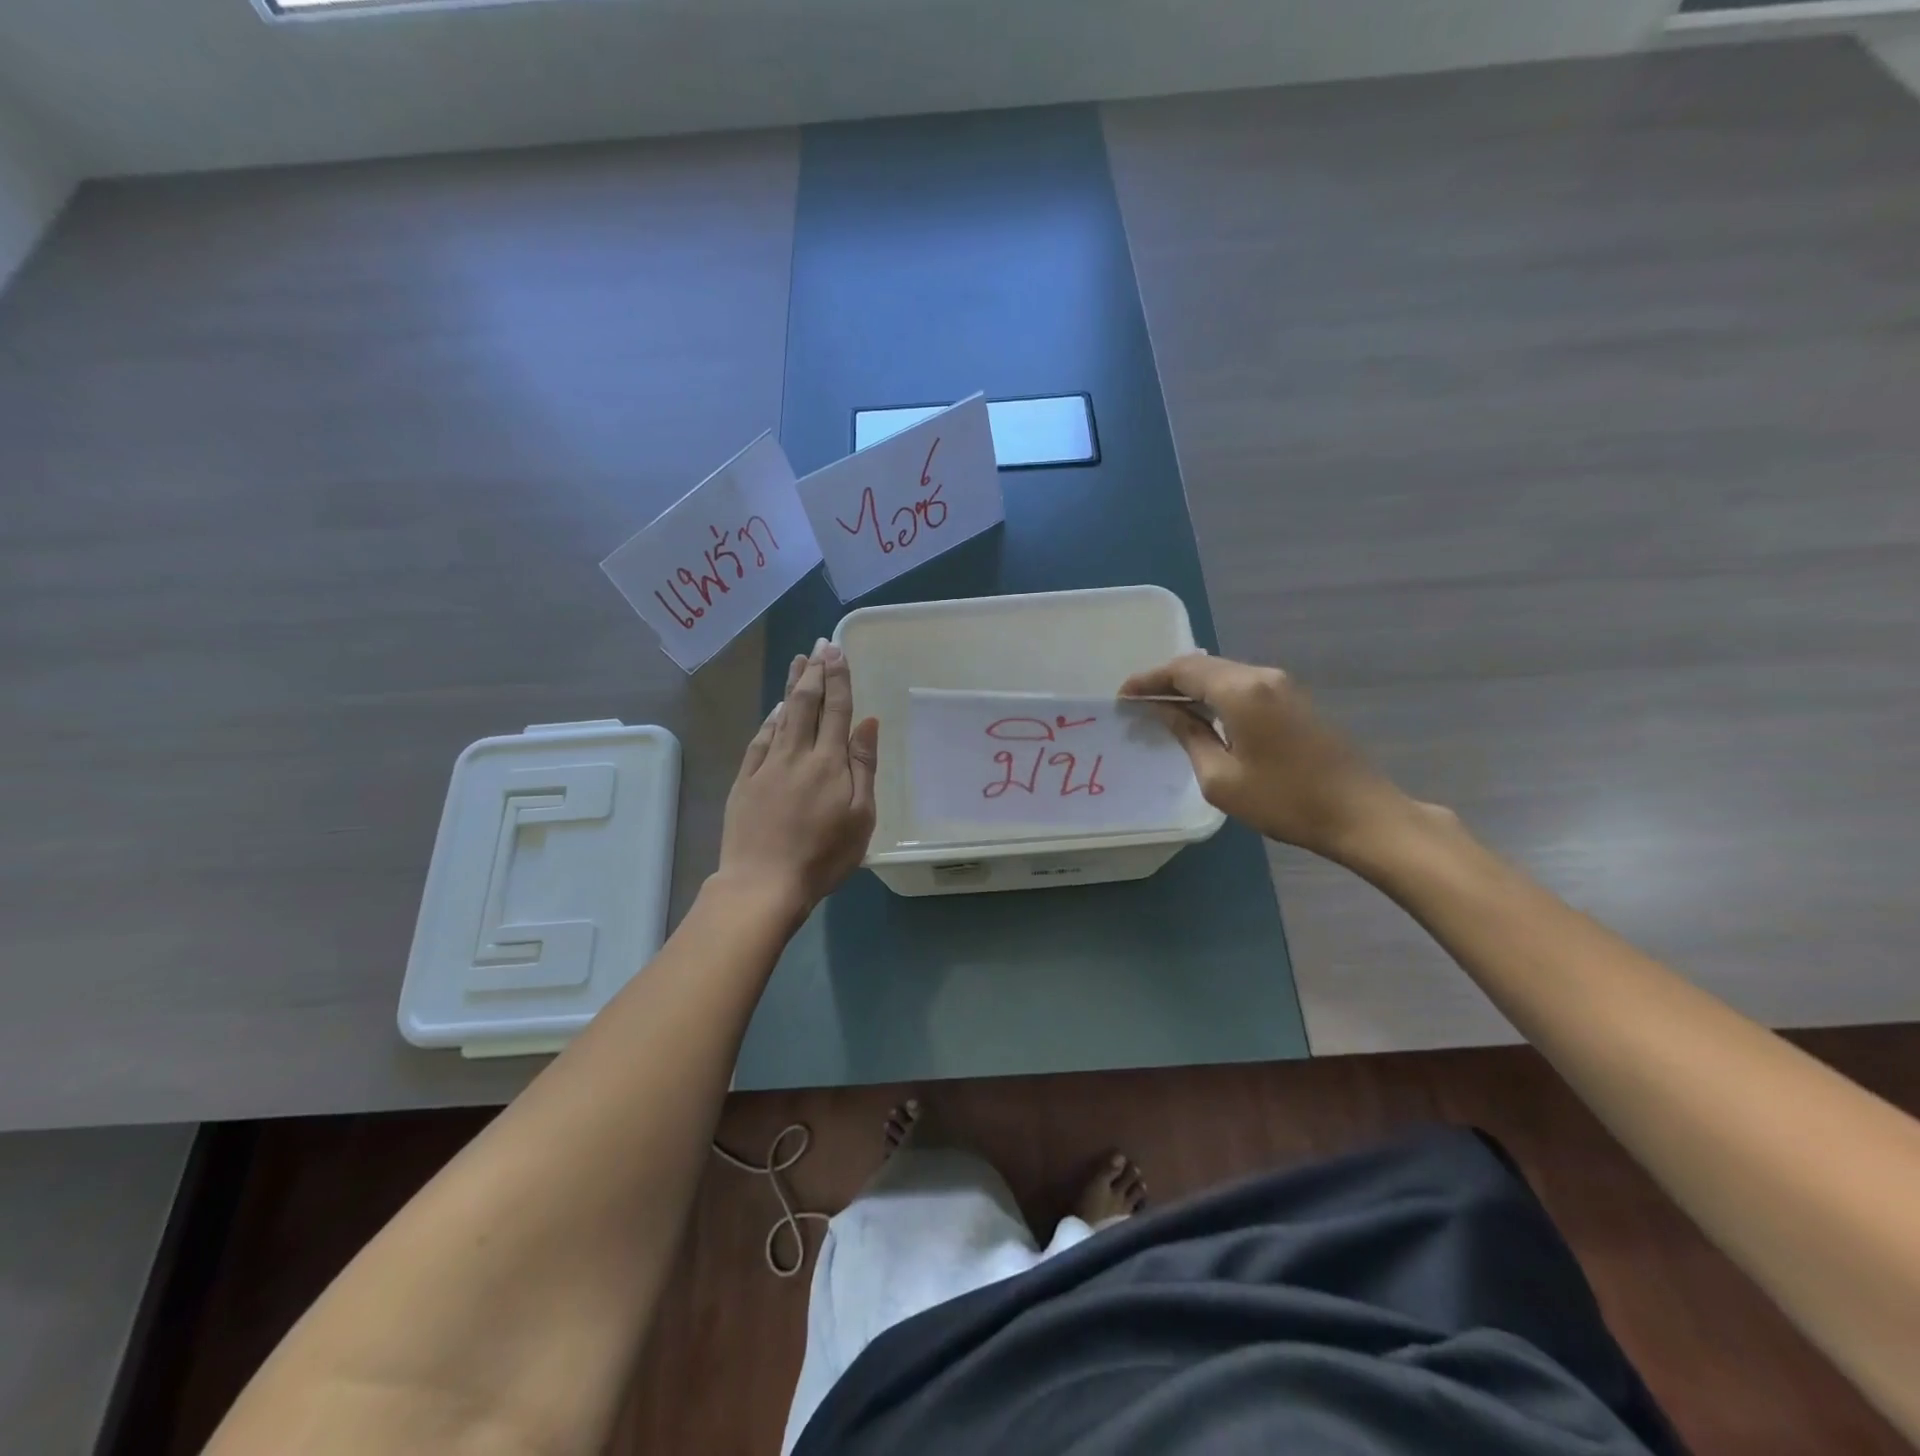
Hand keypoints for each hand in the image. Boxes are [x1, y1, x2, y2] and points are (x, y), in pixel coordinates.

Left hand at [714, 640, 878, 918]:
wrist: (763, 883)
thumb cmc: (823, 856)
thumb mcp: (861, 817)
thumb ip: (864, 766)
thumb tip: (868, 722)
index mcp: (829, 762)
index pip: (836, 710)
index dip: (838, 678)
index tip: (837, 650)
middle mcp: (797, 754)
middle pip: (806, 703)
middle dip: (814, 671)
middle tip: (819, 645)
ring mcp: (767, 766)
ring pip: (781, 715)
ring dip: (791, 686)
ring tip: (798, 661)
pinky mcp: (745, 781)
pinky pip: (760, 740)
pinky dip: (769, 719)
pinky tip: (775, 709)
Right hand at [1119, 654, 1417, 863]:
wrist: (1360, 813)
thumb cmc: (1284, 800)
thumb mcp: (1221, 778)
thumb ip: (1189, 737)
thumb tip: (1167, 713)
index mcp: (1241, 690)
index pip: (1183, 671)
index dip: (1149, 680)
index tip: (1123, 695)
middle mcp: (1262, 676)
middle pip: (1204, 666)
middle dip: (1167, 680)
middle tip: (1139, 701)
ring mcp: (1284, 686)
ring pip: (1225, 674)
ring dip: (1192, 687)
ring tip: (1164, 708)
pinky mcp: (1296, 700)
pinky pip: (1244, 686)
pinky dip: (1216, 694)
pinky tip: (1203, 715)